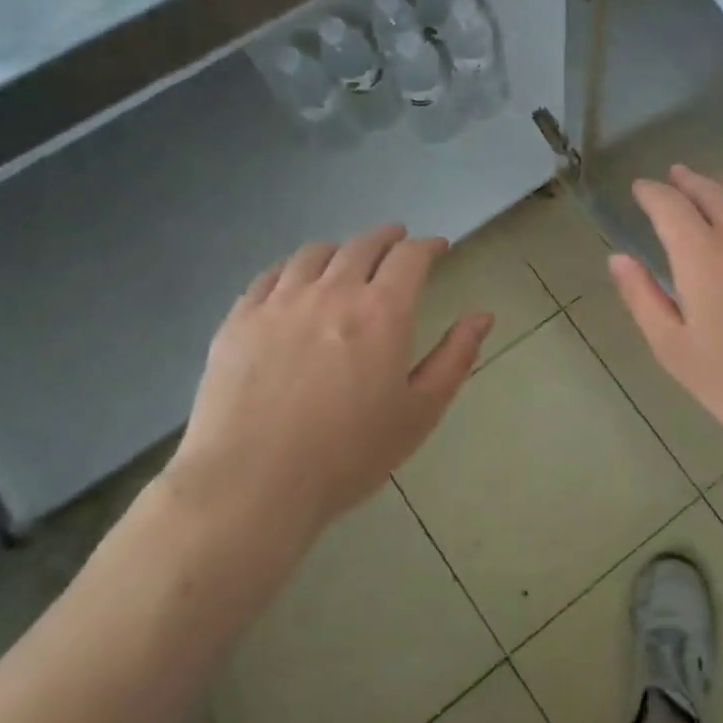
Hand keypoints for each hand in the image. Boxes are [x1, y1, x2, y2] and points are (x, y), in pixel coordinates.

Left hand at [163, 225, 491, 575]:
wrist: (251, 484)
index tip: (438, 248)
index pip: (410, 257)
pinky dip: (293, 266)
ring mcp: (280, 302)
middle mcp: (333, 292)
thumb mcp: (420, 412)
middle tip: (397, 240)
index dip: (428, 246)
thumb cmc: (348, 454)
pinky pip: (270, 275)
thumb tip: (482, 316)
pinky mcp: (239, 319)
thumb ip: (455, 358)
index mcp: (383, 311)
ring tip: (347, 256)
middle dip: (387, 238)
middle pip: (363, 245)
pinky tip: (295, 278)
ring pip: (315, 253)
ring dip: (341, 248)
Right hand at [609, 166, 722, 466]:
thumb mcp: (675, 350)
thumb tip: (618, 258)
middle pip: (711, 189)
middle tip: (674, 176)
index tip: (640, 188)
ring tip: (717, 185)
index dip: (651, 192)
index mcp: (702, 254)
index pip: (669, 204)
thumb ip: (643, 298)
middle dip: (687, 180)